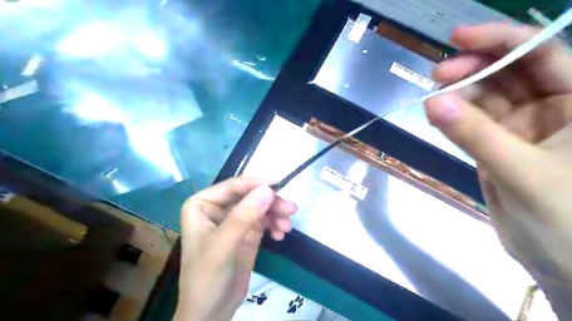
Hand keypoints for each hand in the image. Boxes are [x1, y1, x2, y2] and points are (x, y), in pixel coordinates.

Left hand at [176, 179, 297, 320]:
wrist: (211, 311)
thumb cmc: (207, 277)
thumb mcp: (224, 245)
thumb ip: (244, 216)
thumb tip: (268, 189)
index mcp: (202, 204)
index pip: (233, 186)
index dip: (256, 185)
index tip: (279, 187)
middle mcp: (218, 208)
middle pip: (250, 196)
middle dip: (270, 203)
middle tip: (291, 209)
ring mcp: (233, 220)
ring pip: (259, 207)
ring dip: (275, 214)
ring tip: (287, 227)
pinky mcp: (246, 233)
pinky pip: (263, 221)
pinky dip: (274, 225)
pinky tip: (280, 234)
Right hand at [426, 22, 571, 317]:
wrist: (560, 263)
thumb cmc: (565, 219)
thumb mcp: (519, 171)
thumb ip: (474, 135)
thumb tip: (432, 102)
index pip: (541, 55)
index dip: (500, 40)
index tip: (458, 36)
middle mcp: (554, 108)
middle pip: (508, 73)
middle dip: (472, 68)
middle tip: (436, 75)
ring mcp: (522, 128)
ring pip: (486, 98)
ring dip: (458, 95)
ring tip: (432, 99)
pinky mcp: (498, 145)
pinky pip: (473, 123)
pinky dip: (454, 118)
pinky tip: (437, 115)